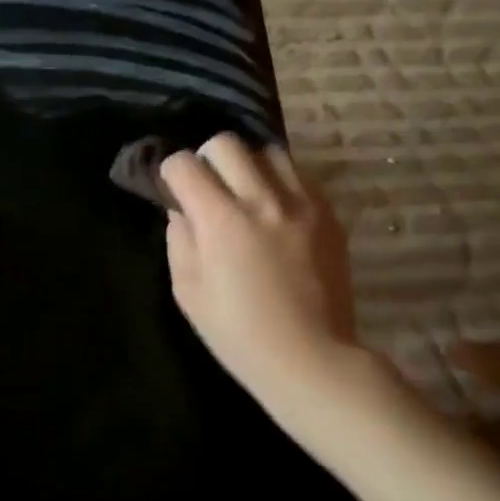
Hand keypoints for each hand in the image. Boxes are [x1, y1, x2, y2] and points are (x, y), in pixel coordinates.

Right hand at [160, 134, 364, 418]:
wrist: (310, 357)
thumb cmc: (236, 332)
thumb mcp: (186, 290)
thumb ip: (179, 239)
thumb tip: (182, 209)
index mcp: (221, 220)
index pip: (184, 164)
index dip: (170, 174)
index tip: (172, 192)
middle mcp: (262, 200)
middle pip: (226, 143)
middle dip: (206, 159)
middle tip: (206, 188)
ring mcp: (302, 204)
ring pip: (268, 151)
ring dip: (247, 165)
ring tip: (245, 192)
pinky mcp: (329, 215)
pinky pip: (299, 175)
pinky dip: (279, 181)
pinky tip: (274, 209)